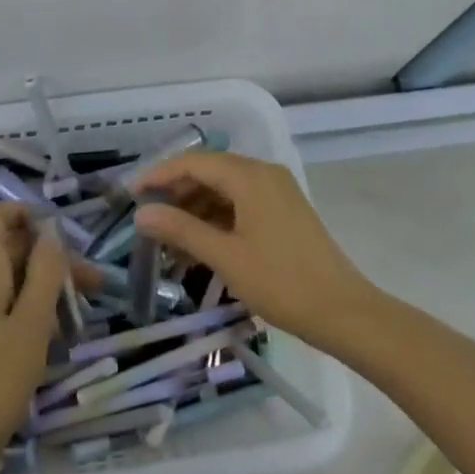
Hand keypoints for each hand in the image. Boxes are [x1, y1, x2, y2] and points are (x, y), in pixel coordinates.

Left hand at [0, 203, 65, 473]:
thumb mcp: (33, 322)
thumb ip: (45, 272)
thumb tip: (51, 232)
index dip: (25, 214)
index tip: (61, 237)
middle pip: (8, 249)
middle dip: (50, 260)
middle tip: (92, 287)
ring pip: (6, 280)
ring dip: (43, 288)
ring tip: (77, 318)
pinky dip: (25, 310)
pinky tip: (49, 340)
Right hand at [131, 151, 375, 350]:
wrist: (342, 311)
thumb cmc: (281, 282)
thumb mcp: (225, 257)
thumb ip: (181, 230)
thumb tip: (141, 213)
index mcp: (250, 176)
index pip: (194, 162)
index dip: (159, 175)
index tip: (131, 194)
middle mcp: (264, 173)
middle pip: (210, 172)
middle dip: (176, 193)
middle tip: (148, 218)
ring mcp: (277, 191)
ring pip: (225, 189)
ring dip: (196, 209)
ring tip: (169, 238)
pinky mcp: (284, 211)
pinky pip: (241, 203)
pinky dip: (217, 218)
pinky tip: (200, 244)